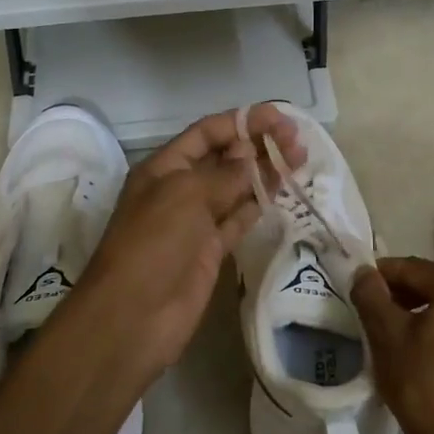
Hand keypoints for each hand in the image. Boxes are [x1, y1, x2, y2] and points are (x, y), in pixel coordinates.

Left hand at [67, 104, 305, 376]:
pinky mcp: (211, 250)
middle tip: (298, 141)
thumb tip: (255, 156)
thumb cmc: (153, 244)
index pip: (207, 133)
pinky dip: (260, 204)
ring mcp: (196, 221)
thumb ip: (227, 175)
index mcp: (164, 167)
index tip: (280, 117)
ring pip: (236, 188)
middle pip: (224, 158)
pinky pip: (239, 219)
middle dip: (258, 145)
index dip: (242, 121)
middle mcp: (180, 189)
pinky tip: (284, 191)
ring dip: (265, 172)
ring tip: (300, 160)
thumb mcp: (187, 196)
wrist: (133, 316)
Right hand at [353, 258, 433, 433]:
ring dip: (431, 315)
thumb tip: (364, 272)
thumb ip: (371, 294)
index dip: (383, 276)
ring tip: (404, 337)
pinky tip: (433, 359)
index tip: (362, 288)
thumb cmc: (420, 382)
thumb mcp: (385, 335)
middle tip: (379, 313)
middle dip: (408, 294)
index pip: (414, 269)